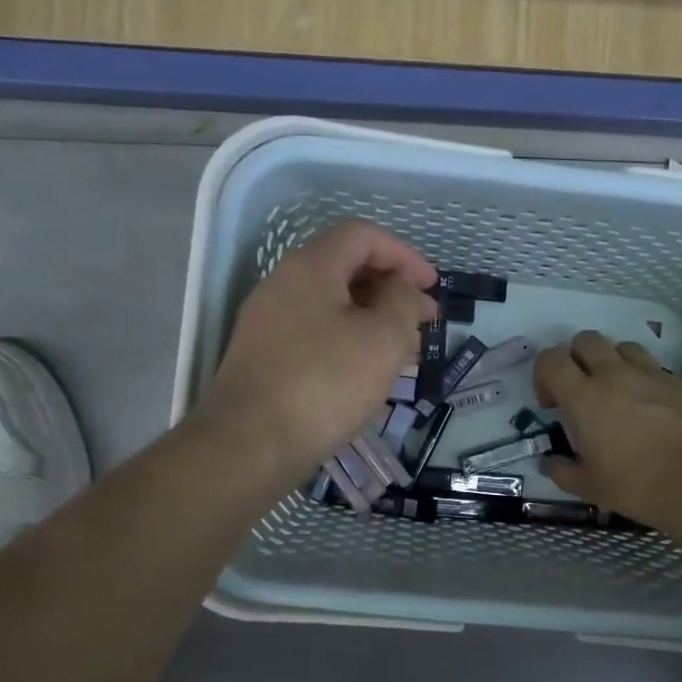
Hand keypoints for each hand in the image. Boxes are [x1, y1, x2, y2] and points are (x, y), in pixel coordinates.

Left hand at [199, 220, 436, 484]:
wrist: (249, 446)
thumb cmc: (324, 384)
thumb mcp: (383, 340)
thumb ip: (402, 302)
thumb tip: (401, 288)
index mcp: (310, 266)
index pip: (363, 236)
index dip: (404, 255)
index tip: (433, 288)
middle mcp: (283, 284)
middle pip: (346, 267)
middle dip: (391, 289)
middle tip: (424, 321)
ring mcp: (269, 321)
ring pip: (332, 304)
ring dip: (373, 318)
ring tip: (404, 352)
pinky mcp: (264, 356)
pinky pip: (316, 332)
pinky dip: (348, 340)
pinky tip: (367, 373)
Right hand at [534, 331, 681, 532]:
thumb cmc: (638, 486)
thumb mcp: (589, 487)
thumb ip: (563, 471)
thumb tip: (550, 463)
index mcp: (585, 397)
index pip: (551, 359)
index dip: (544, 375)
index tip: (552, 404)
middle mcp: (616, 375)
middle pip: (586, 340)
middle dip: (577, 359)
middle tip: (582, 391)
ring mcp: (653, 374)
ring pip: (623, 347)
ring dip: (613, 363)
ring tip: (619, 393)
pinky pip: (657, 369)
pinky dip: (647, 382)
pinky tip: (654, 410)